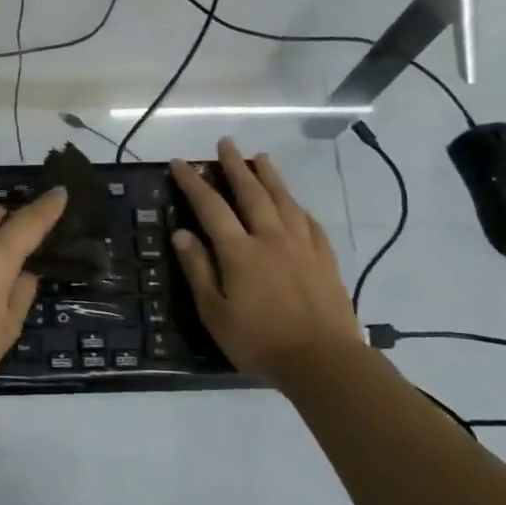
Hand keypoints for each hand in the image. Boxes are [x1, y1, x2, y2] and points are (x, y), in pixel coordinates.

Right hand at [170, 138, 365, 385]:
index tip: (181, 164)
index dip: (193, 183)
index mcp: (239, 251)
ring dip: (269, 176)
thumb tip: (181, 233)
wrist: (323, 361)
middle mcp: (270, 238)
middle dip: (235, 165)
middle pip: (251, 192)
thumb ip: (198, 269)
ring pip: (284, 200)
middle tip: (225, 143)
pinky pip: (309, 221)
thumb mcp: (214, 312)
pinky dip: (297, 206)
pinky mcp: (325, 258)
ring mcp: (302, 245)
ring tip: (260, 158)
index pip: (211, 206)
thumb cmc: (259, 342)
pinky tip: (294, 203)